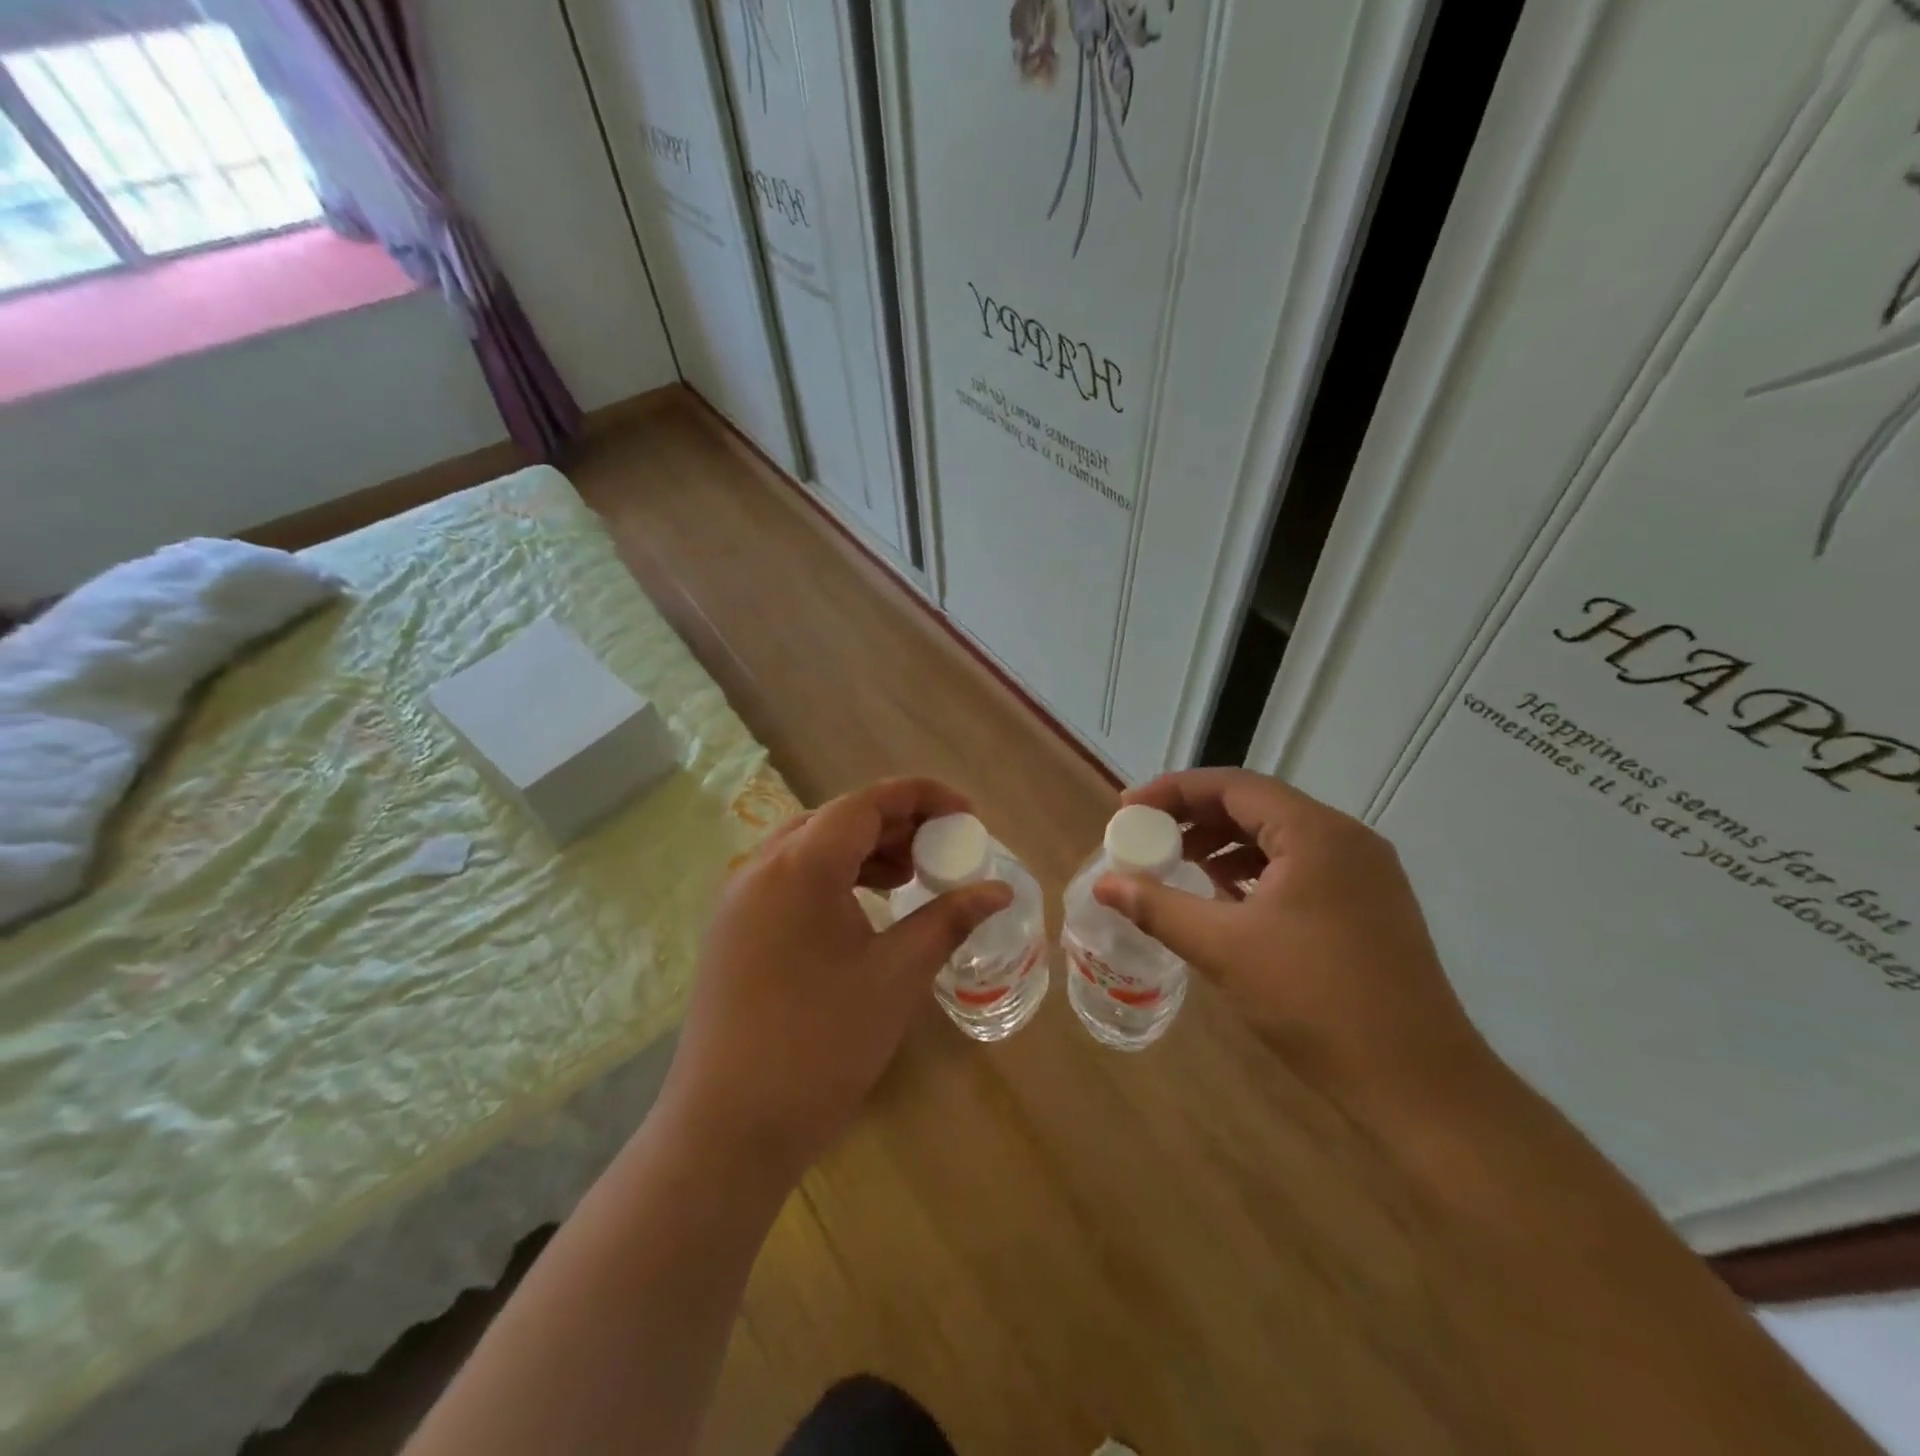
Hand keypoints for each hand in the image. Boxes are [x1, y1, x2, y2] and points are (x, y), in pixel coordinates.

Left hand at [659, 778, 1012, 1182]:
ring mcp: (740, 899)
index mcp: (801, 865)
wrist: (728, 1129)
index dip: (922, 797)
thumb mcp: (897, 976)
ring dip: (864, 851)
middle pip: (838, 819)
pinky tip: (864, 908)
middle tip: (943, 849)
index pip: (867, 802)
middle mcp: (762, 867)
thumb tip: (998, 891)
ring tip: (910, 877)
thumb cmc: (821, 1045)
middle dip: (896, 825)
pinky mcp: (733, 930)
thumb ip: (948, 920)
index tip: (967, 815)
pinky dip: (834, 879)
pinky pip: (790, 879)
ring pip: (811, 848)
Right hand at [1094, 768, 1502, 1127]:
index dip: (1172, 791)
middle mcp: (1345, 838)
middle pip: (1256, 805)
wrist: (1419, 1083)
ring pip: (1279, 836)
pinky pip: (1300, 865)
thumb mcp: (1224, 948)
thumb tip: (1103, 883)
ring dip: (1224, 843)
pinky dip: (1256, 870)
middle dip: (1195, 817)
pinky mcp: (1370, 904)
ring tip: (1180, 865)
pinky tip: (1227, 897)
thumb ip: (1158, 907)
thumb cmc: (1315, 1001)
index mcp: (1315, 833)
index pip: (1231, 785)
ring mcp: (1364, 872)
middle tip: (1147, 836)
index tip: (1127, 809)